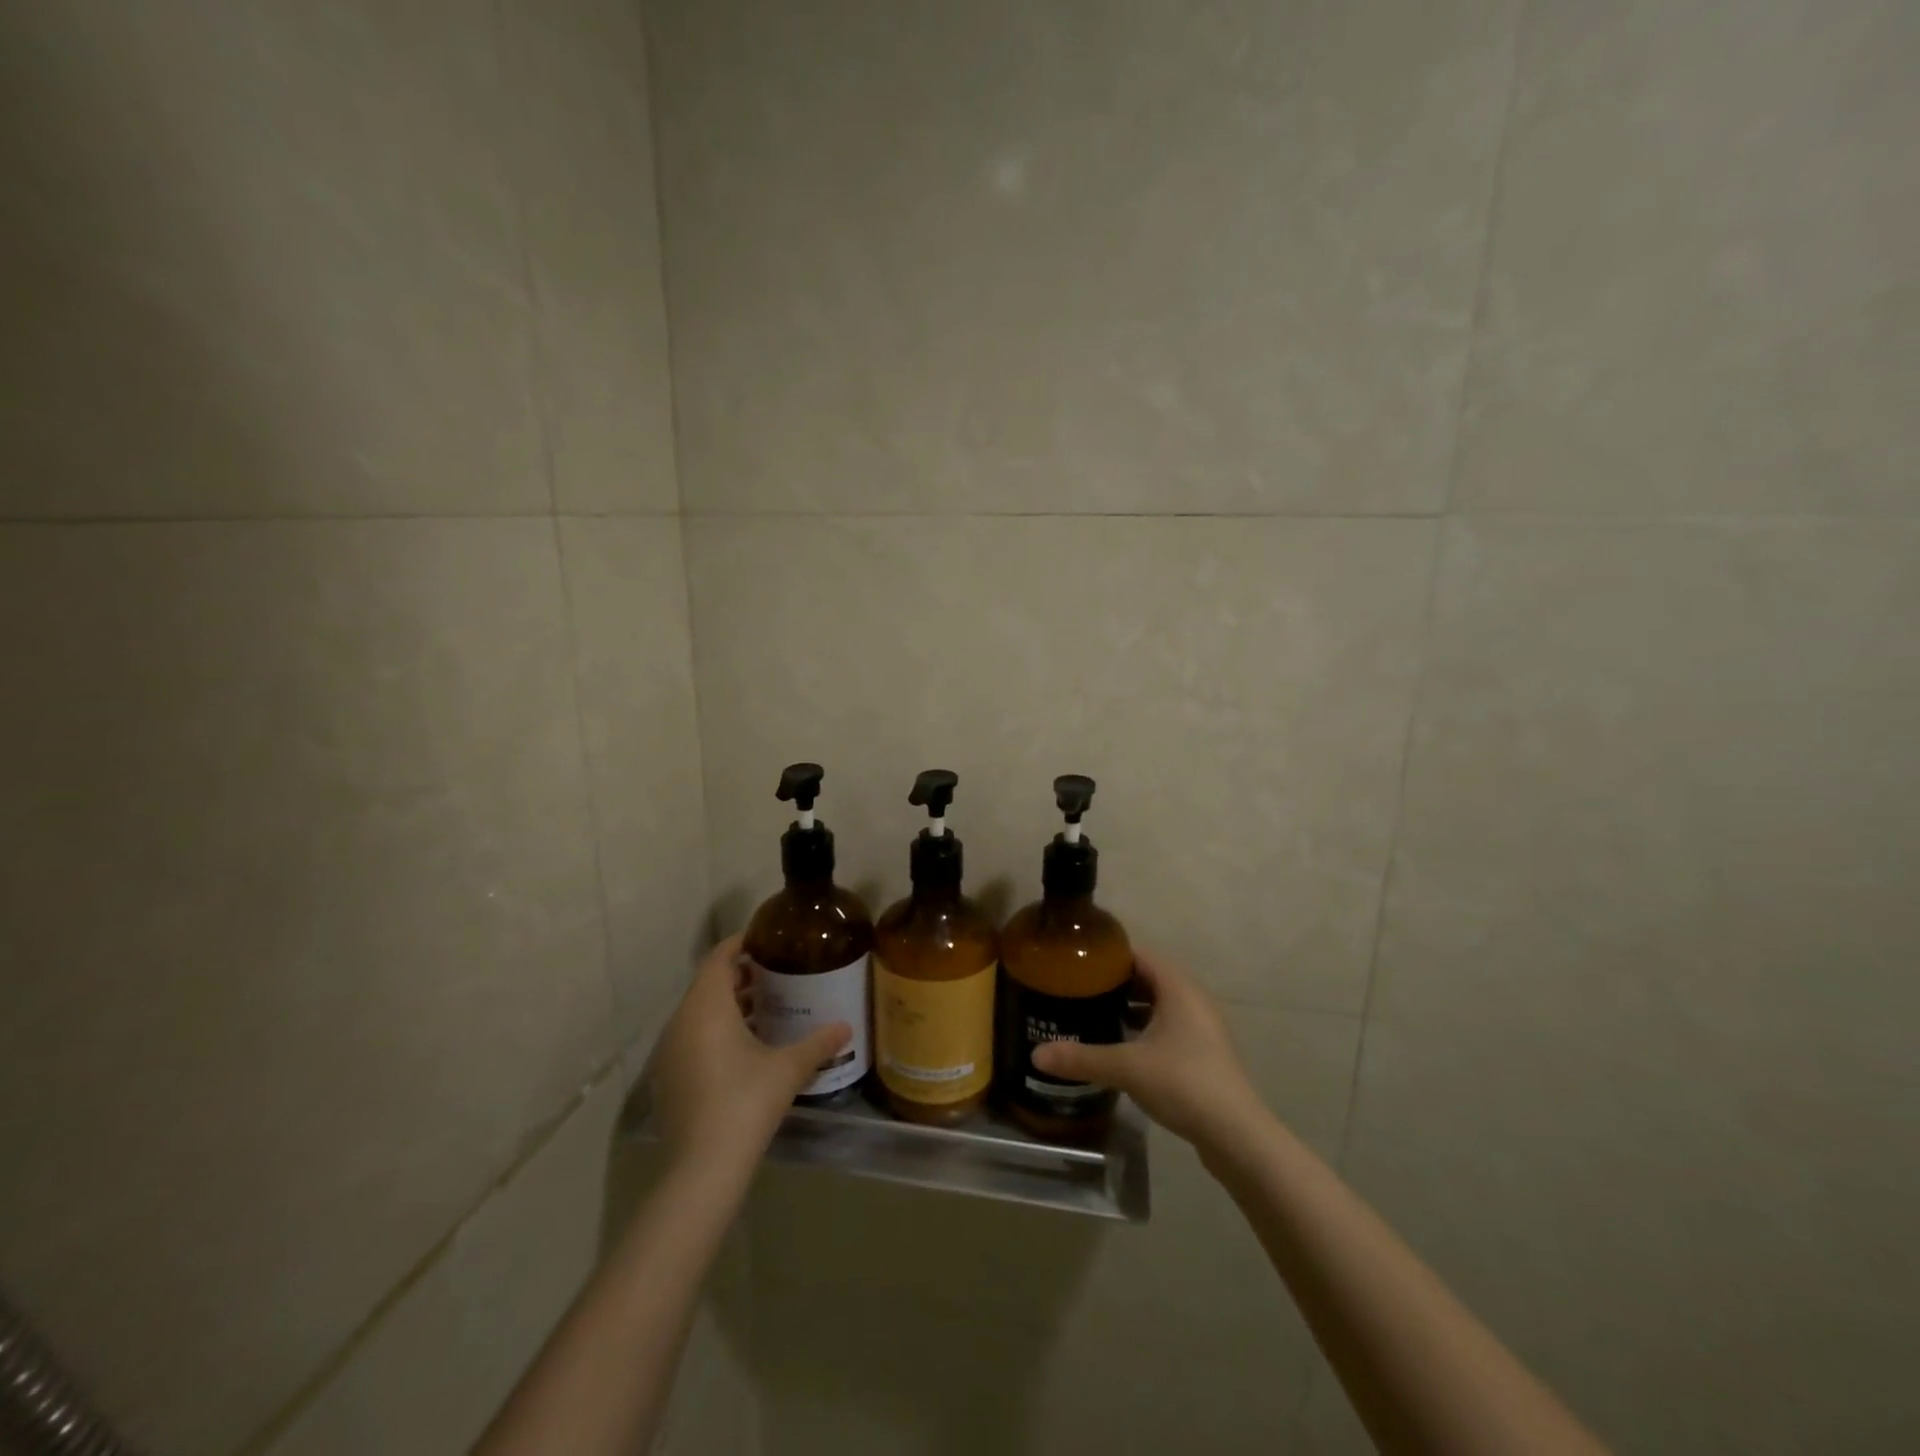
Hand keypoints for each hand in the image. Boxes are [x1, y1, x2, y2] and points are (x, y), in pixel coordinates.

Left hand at [648, 934, 850, 1173]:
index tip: (769, 939)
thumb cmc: (745, 1102)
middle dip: (741, 975)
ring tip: (768, 1007)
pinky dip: (717, 1030)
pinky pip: (693, 1037)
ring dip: (730, 1005)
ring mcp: (670, 1052)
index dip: (742, 943)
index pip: (720, 957)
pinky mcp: (669, 1078)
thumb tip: (846, 1027)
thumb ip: (818, 1043)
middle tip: (778, 973)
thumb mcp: (788, 1068)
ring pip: (700, 1012)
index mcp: (707, 1006)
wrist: (701, 1169)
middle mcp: (682, 1021)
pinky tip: (747, 1047)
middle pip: (709, 983)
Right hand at [1030, 949, 1264, 1152]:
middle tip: (1077, 989)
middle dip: (1114, 983)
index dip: (1108, 955)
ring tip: (1093, 1015)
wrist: (1236, 1134)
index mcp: (1178, 988)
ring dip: (1130, 1008)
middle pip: (1148, 978)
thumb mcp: (1126, 1067)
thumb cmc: (1183, 1082)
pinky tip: (1121, 1047)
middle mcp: (1193, 999)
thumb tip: (1036, 1055)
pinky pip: (1168, 1027)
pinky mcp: (1204, 1053)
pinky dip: (1144, 1029)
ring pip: (1159, 1005)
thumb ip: (1081, 1058)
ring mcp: (1202, 1027)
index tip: (1076, 961)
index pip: (1139, 954)